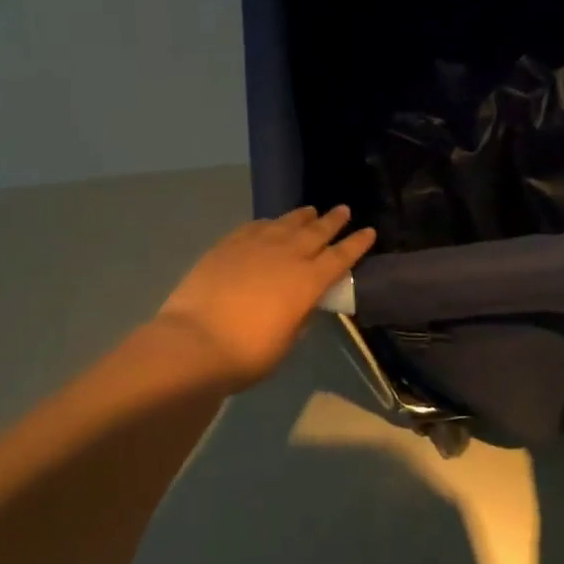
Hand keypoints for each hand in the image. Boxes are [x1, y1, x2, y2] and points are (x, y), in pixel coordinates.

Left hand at [154, 206, 376, 390]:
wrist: (194, 342)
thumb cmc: (247, 354)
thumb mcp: (286, 342)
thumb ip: (299, 318)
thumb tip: (302, 305)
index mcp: (308, 282)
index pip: (341, 257)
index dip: (357, 244)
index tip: (369, 231)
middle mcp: (287, 255)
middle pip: (317, 232)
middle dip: (333, 221)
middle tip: (344, 210)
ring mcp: (256, 246)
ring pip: (286, 223)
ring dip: (302, 217)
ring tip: (311, 211)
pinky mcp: (228, 244)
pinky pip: (255, 227)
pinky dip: (268, 224)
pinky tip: (270, 224)